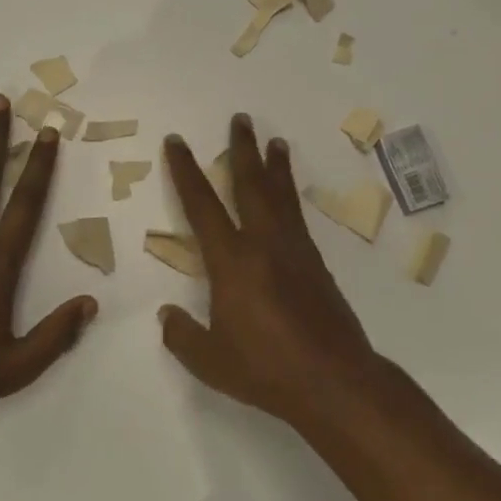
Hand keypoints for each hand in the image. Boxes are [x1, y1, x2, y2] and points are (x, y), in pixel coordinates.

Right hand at [157, 114, 382, 427]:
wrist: (334, 381)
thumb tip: (167, 315)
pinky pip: (298, 217)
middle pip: (250, 184)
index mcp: (231, 261)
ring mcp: (294, 251)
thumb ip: (182, 334)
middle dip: (242, 149)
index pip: (202, 205)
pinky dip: (291, 197)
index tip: (178, 142)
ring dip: (275, 166)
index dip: (186, 171)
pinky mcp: (316, 264)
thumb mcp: (210, 360)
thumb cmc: (265, 369)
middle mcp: (263, 244)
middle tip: (241, 119)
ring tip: (275, 141)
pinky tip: (289, 198)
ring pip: (280, 196)